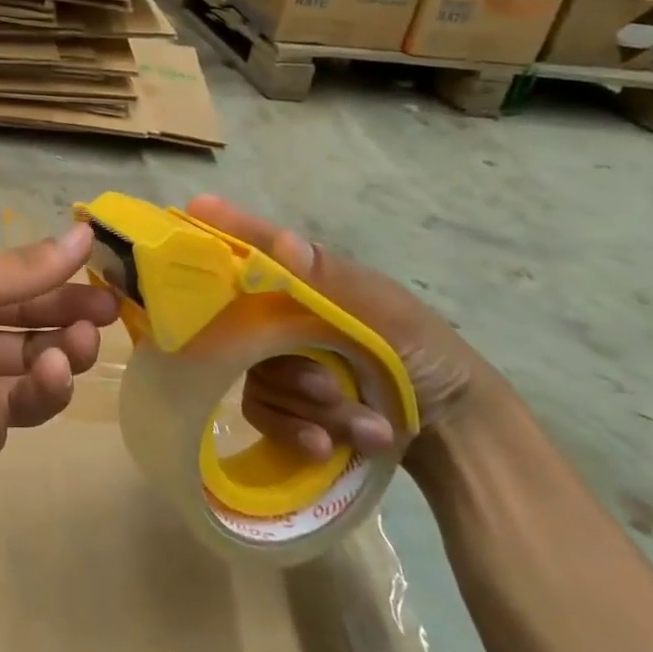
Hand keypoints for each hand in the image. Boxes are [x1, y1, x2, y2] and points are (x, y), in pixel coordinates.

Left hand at [0, 221, 118, 501]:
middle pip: (31, 348)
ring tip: (62, 360)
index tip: (113, 297)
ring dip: (47, 377)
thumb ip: (21, 270)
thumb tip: (85, 231)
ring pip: (21, 395)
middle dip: (68, 339)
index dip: (68, 298)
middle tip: (96, 332)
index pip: (26, 299)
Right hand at [185, 195, 488, 463]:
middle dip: (292, 367)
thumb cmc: (424, 356)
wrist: (455, 434)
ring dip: (310, 406)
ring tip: (362, 425)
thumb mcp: (391, 317)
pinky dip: (295, 431)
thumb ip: (333, 283)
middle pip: (248, 327)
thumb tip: (283, 242)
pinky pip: (261, 413)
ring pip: (257, 376)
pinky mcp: (281, 404)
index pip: (258, 248)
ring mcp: (279, 359)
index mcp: (310, 281)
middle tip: (329, 388)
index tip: (197, 206)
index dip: (226, 228)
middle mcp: (284, 314)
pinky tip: (328, 445)